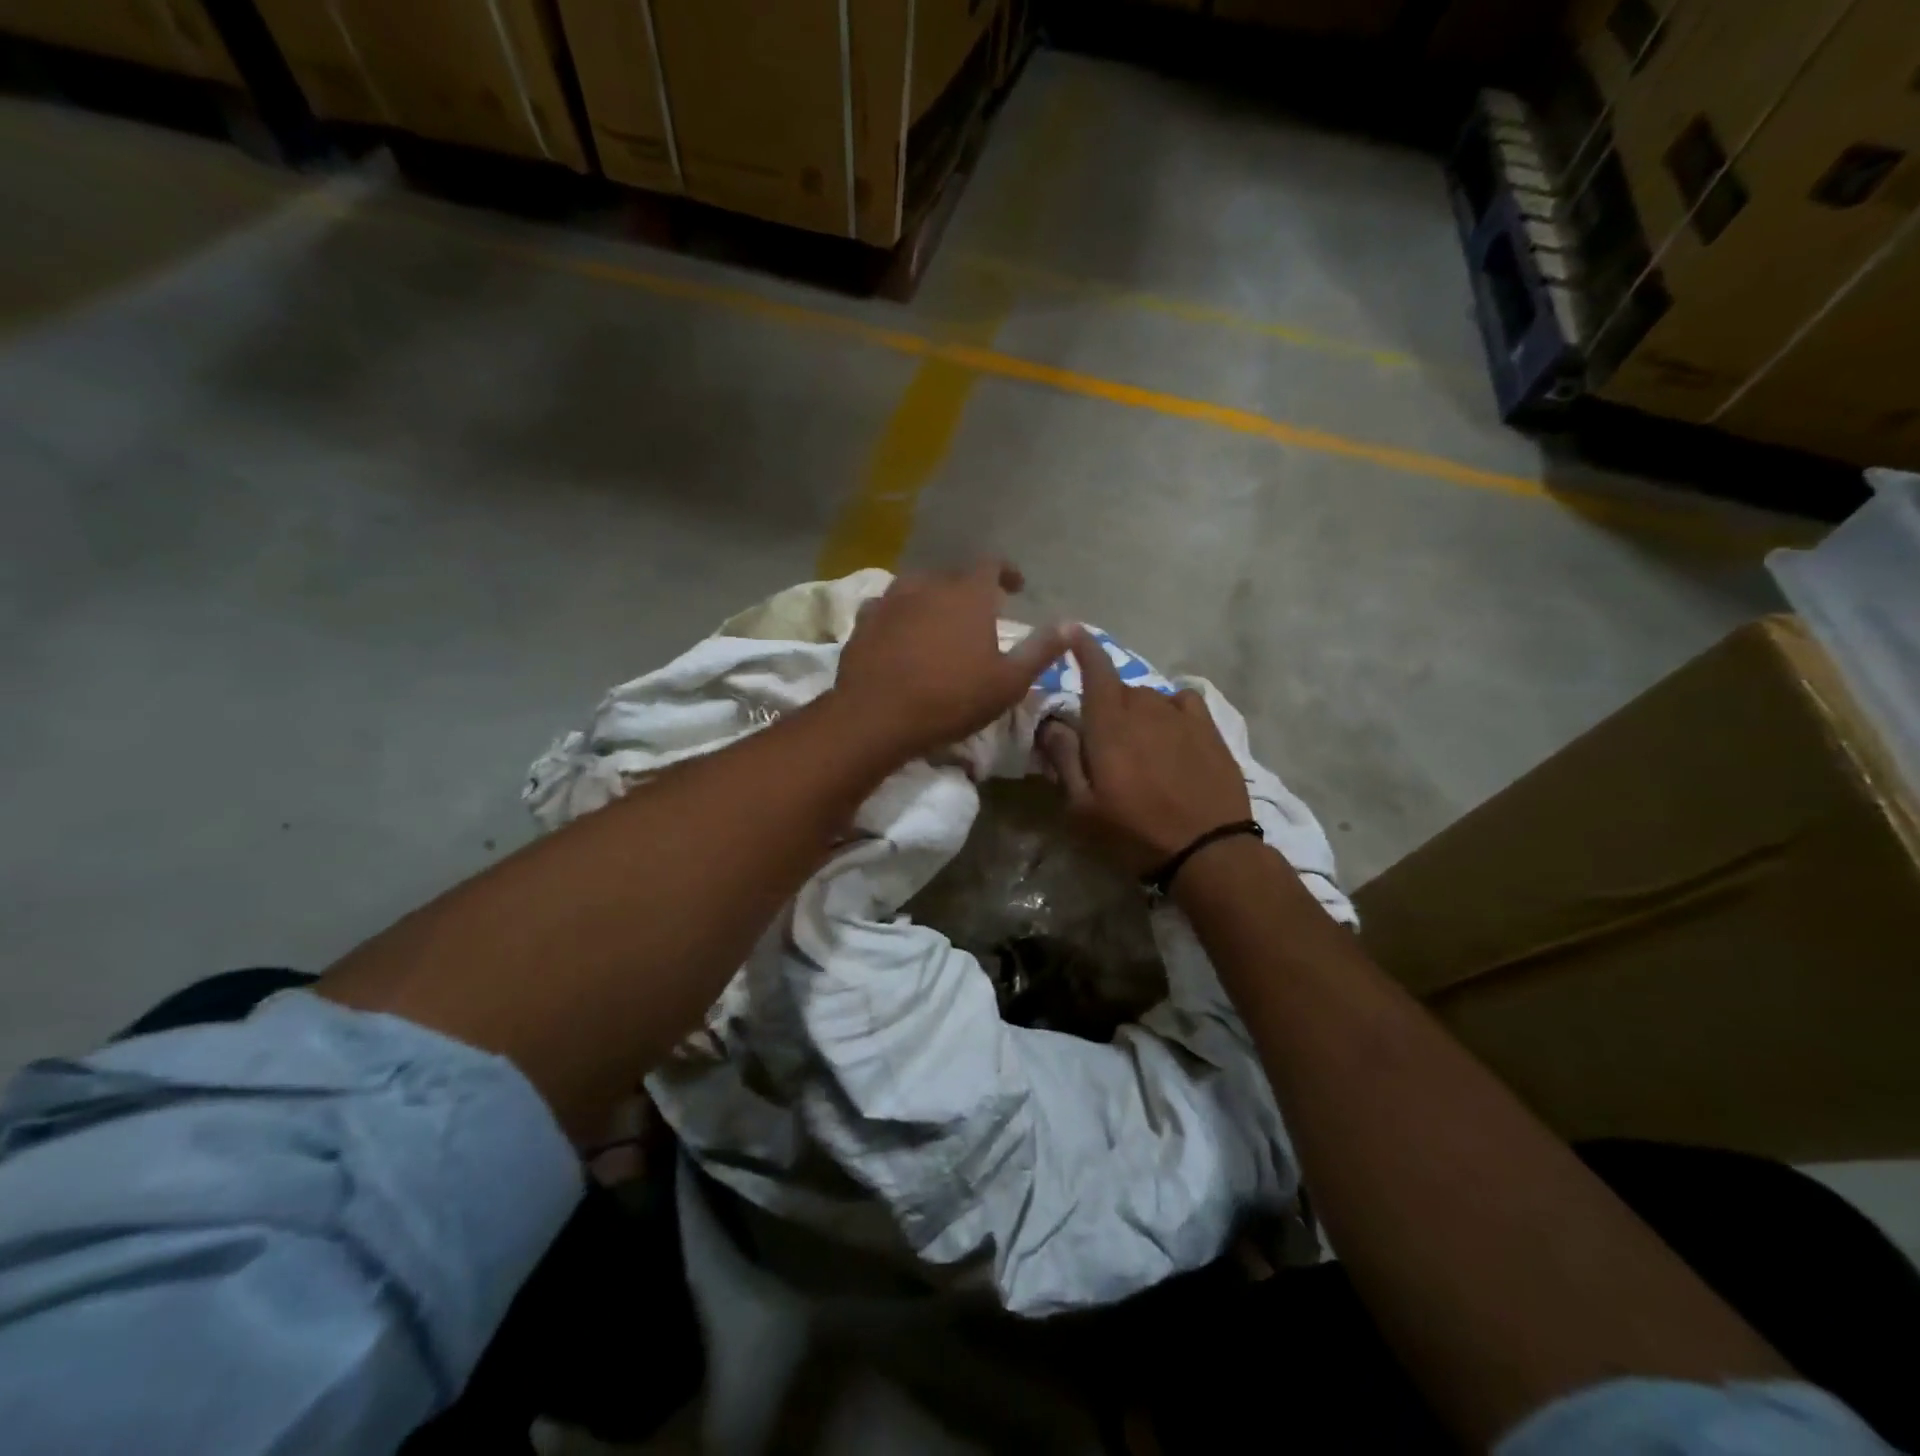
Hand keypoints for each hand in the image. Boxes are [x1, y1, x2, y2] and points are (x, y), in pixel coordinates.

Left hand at [833, 561, 1067, 762]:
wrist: (875, 716)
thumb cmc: (950, 699)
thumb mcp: (1008, 682)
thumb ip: (1041, 650)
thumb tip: (1071, 623)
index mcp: (968, 594)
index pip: (992, 564)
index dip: (1006, 572)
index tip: (1015, 587)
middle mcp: (929, 585)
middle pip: (954, 575)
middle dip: (970, 589)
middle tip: (979, 613)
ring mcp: (891, 600)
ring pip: (918, 587)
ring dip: (933, 598)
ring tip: (940, 621)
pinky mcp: (864, 620)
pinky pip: (888, 607)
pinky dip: (901, 615)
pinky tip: (902, 634)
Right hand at [1040, 627, 1252, 876]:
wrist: (1208, 851)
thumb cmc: (1134, 833)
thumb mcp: (1083, 809)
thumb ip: (1064, 759)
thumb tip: (1052, 723)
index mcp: (1109, 725)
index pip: (1094, 670)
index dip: (1082, 646)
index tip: (1073, 629)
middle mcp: (1144, 709)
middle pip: (1118, 688)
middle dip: (1105, 703)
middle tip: (1101, 738)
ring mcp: (1181, 717)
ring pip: (1149, 697)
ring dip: (1137, 711)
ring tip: (1139, 744)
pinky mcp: (1209, 729)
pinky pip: (1183, 701)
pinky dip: (1170, 708)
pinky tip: (1172, 731)